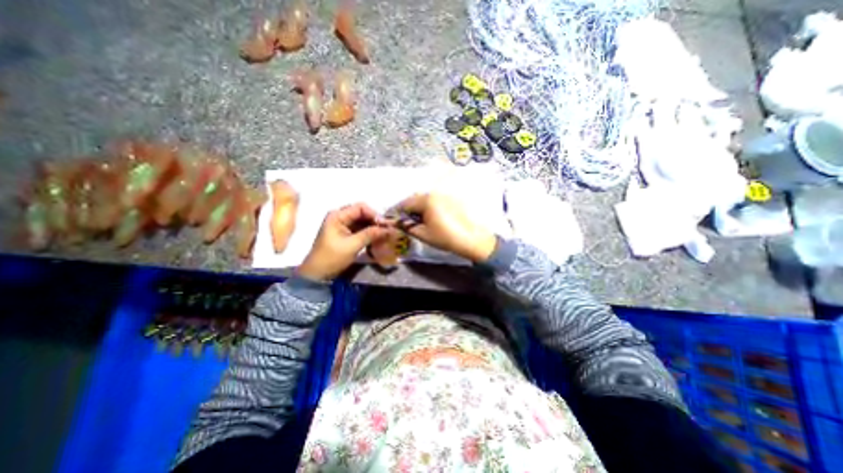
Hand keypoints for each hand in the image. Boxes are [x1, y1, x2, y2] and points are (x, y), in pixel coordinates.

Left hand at [296, 202, 387, 280]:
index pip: (360, 208)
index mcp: (337, 216)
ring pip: (363, 221)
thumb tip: (388, 229)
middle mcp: (340, 216)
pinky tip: (377, 238)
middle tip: (387, 230)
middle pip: (362, 213)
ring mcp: (342, 224)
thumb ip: (370, 234)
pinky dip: (369, 232)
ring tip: (385, 234)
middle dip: (375, 220)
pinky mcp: (345, 233)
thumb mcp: (352, 245)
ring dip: (373, 227)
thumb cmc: (332, 257)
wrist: (318, 273)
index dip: (374, 214)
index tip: (385, 225)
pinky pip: (360, 228)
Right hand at [393, 194, 494, 263]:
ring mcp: (444, 195)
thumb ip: (406, 226)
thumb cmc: (444, 237)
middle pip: (415, 199)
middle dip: (408, 209)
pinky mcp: (451, 199)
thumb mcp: (422, 234)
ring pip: (425, 198)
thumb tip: (393, 222)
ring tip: (418, 220)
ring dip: (418, 207)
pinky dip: (428, 206)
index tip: (393, 220)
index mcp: (426, 200)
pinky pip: (435, 200)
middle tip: (406, 222)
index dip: (397, 212)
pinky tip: (431, 217)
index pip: (405, 203)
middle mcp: (435, 193)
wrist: (470, 239)